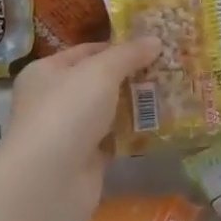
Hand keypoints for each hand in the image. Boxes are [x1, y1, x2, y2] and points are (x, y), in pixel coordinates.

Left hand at [0, 38, 160, 220]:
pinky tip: (162, 123)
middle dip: (132, 75)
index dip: (118, 46)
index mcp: (46, 72)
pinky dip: (134, 132)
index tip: (153, 45)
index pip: (87, 51)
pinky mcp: (86, 158)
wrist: (50, 179)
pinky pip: (115, 138)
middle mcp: (53, 99)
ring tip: (173, 91)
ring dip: (136, 104)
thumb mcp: (101, 71)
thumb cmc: (68, 112)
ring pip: (109, 110)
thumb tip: (155, 40)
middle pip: (99, 81)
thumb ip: (129, 54)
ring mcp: (69, 131)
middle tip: (168, 67)